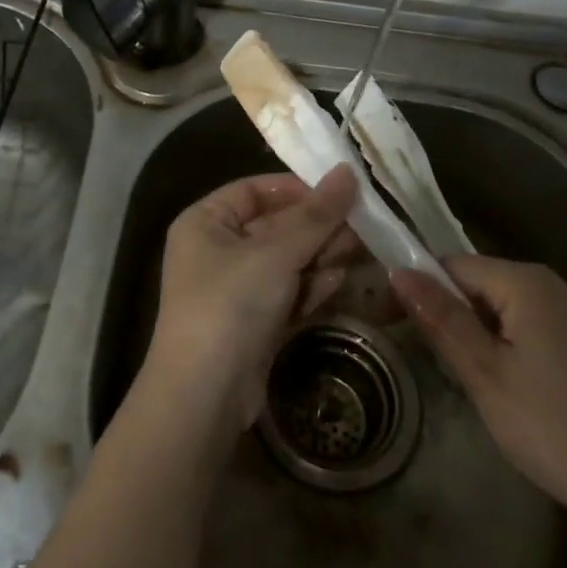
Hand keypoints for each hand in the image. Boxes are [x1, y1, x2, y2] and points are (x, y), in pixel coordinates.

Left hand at [147, 167, 359, 429]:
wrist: (205, 396)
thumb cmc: (232, 304)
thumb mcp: (276, 253)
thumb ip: (316, 215)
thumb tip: (348, 171)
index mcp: (205, 222)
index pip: (254, 190)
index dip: (296, 189)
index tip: (339, 192)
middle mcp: (216, 250)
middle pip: (274, 226)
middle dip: (316, 226)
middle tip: (361, 223)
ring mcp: (235, 289)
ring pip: (285, 260)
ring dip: (319, 255)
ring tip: (358, 249)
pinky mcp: (253, 322)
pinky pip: (286, 292)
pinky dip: (309, 286)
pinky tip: (338, 281)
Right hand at [391, 255, 566, 529]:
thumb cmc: (556, 427)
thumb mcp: (486, 374)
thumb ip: (443, 319)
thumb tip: (399, 272)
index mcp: (527, 283)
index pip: (454, 264)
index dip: (418, 287)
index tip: (390, 322)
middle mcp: (555, 289)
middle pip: (483, 284)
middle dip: (448, 311)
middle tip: (425, 356)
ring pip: (508, 311)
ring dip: (477, 333)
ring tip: (463, 377)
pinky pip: (534, 331)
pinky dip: (508, 348)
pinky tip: (510, 390)